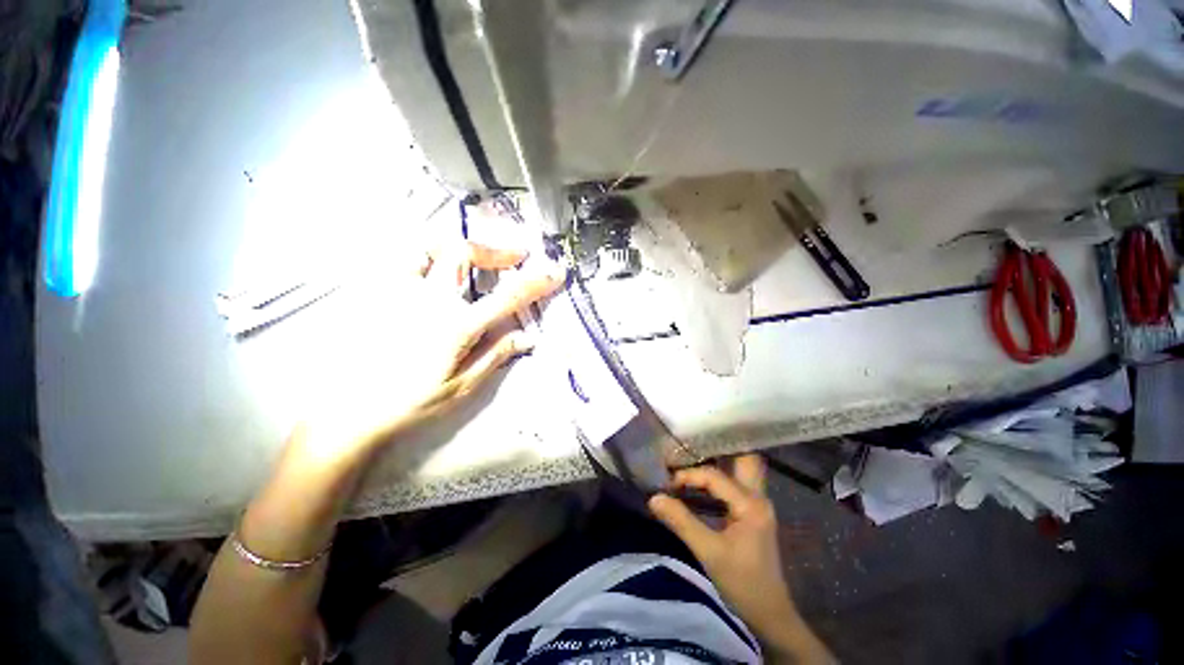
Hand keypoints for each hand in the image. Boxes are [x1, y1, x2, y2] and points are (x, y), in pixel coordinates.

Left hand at [297, 237, 563, 467]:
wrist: (353, 410)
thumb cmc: (412, 401)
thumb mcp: (464, 385)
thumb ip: (497, 355)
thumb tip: (528, 337)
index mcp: (455, 325)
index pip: (505, 296)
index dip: (534, 282)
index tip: (554, 272)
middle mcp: (428, 299)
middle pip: (463, 253)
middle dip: (495, 250)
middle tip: (514, 257)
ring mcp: (399, 291)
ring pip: (428, 246)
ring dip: (458, 246)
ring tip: (475, 257)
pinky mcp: (380, 293)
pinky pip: (403, 259)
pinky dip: (427, 253)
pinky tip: (437, 266)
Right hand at [649, 456, 830, 662]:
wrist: (769, 614)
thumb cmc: (742, 583)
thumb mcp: (709, 552)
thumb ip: (681, 522)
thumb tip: (654, 497)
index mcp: (750, 503)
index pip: (714, 476)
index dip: (689, 475)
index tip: (668, 482)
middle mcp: (758, 496)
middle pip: (743, 458)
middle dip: (717, 448)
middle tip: (690, 446)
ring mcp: (757, 503)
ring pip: (741, 468)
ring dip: (718, 461)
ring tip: (691, 458)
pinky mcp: (752, 511)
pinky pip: (736, 482)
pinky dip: (719, 477)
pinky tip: (700, 482)